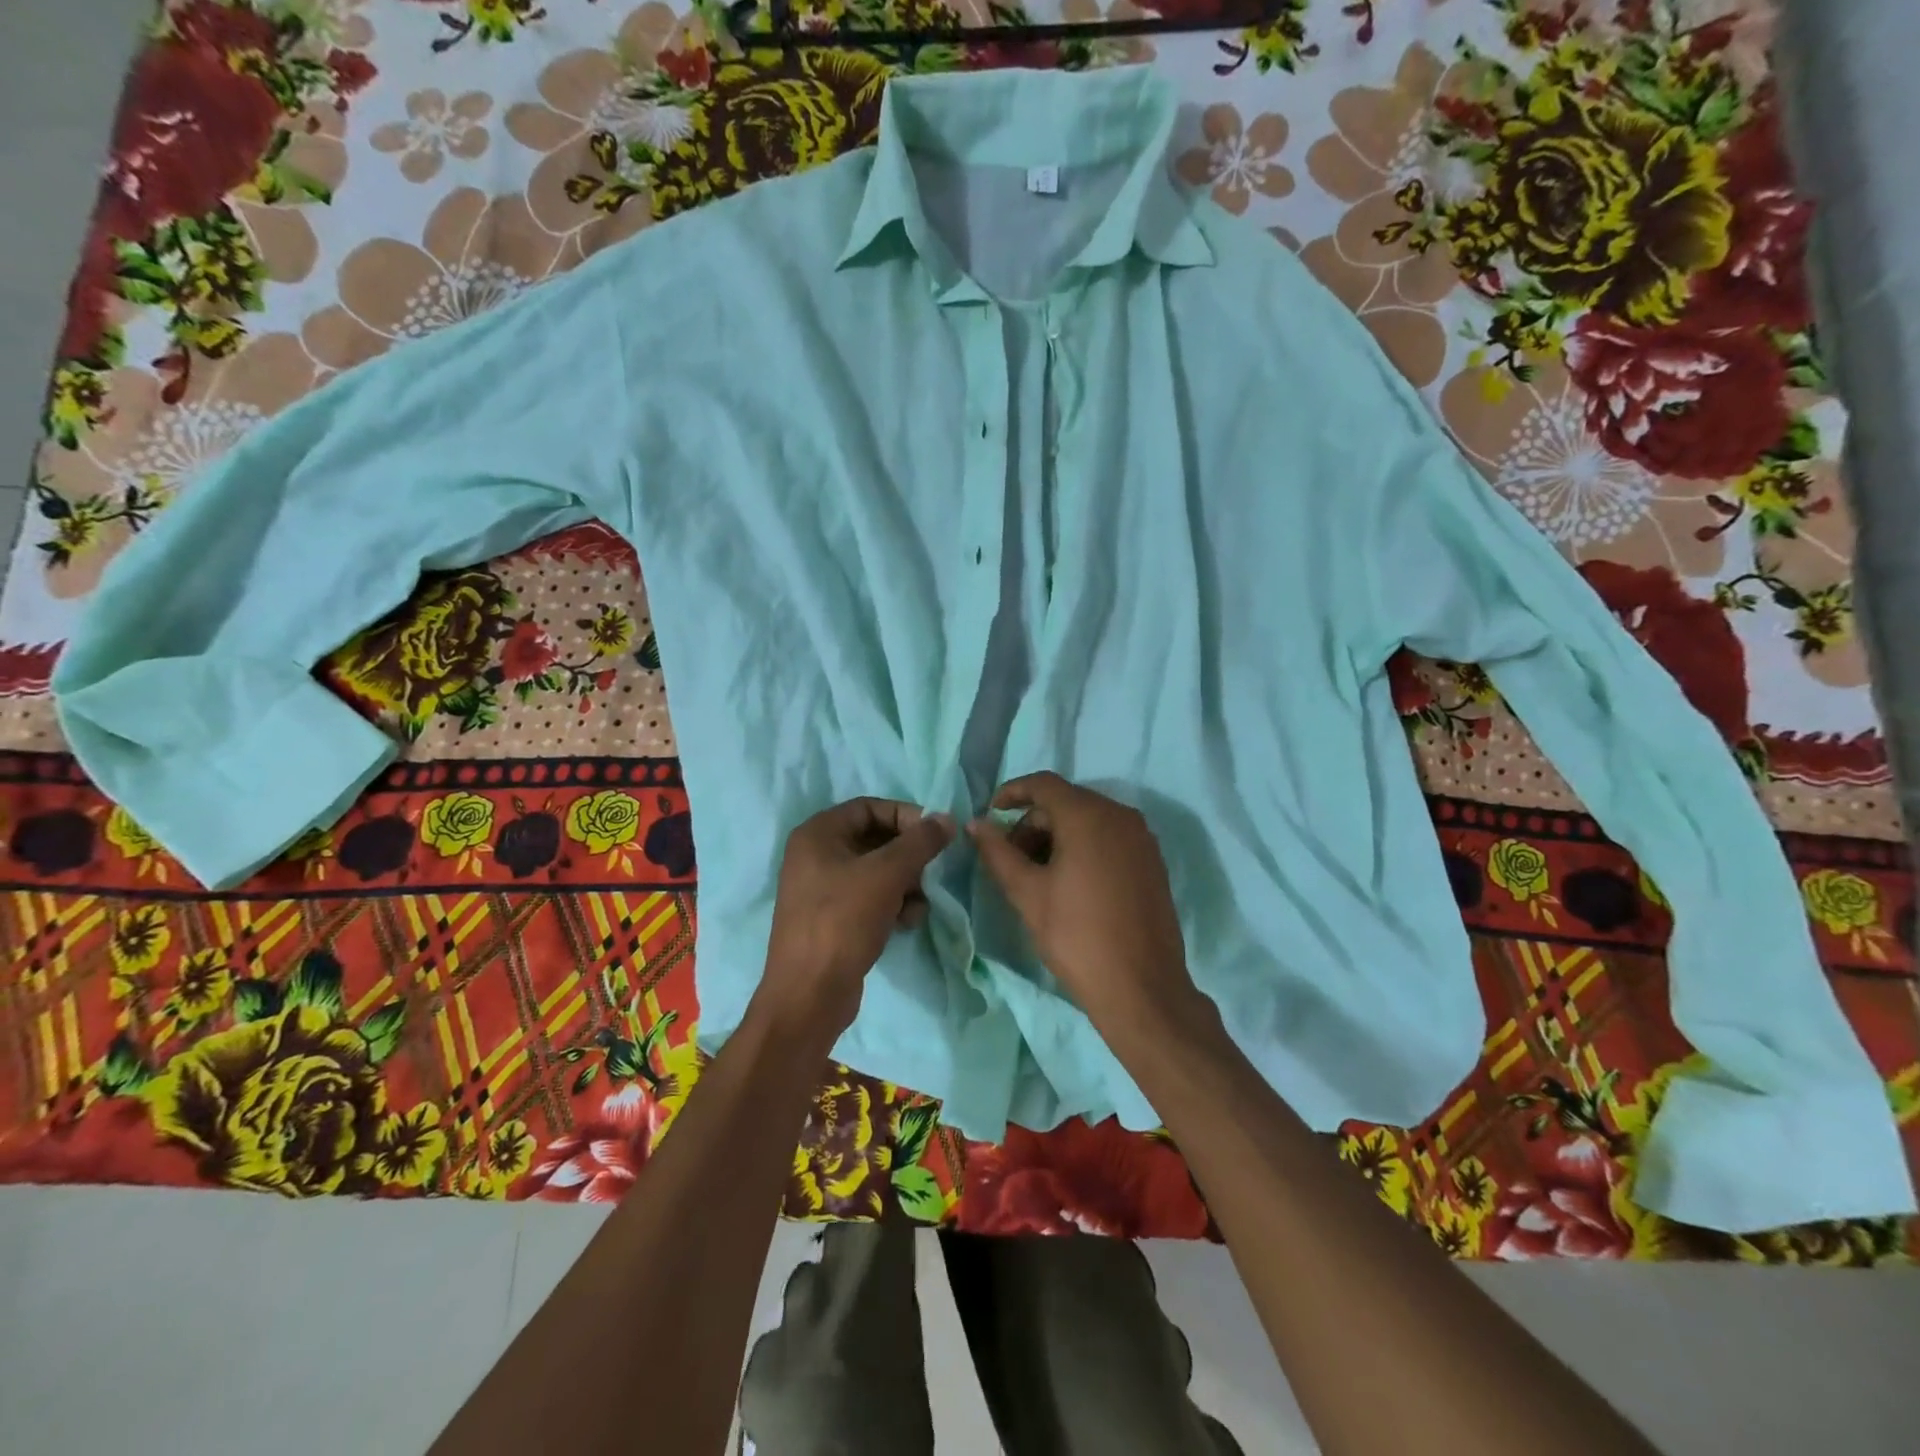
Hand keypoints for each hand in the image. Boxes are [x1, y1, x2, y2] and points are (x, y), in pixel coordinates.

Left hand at [760, 798, 953, 1042]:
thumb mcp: (887, 874)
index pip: (870, 807)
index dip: (905, 816)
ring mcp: (822, 888)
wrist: (810, 994)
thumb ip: (920, 842)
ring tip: (918, 905)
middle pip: (875, 839)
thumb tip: (946, 818)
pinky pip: (870, 897)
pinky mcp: (832, 917)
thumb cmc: (843, 920)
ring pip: (877, 870)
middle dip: (908, 856)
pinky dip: (892, 903)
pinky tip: (906, 922)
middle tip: (929, 873)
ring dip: (905, 883)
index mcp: (818, 834)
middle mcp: (815, 855)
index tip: (935, 835)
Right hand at [969, 772, 1202, 1039]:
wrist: (1141, 987)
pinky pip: (1110, 837)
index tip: (990, 814)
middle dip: (1033, 823)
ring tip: (1037, 875)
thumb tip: (977, 823)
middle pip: (1066, 802)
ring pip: (1089, 820)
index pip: (1044, 784)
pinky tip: (1069, 882)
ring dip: (1057, 836)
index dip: (1012, 792)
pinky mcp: (1152, 861)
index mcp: (1089, 816)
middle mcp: (1120, 815)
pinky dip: (1083, 846)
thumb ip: (998, 852)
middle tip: (1011, 859)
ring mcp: (1142, 838)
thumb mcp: (1027, 893)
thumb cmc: (1077, 936)